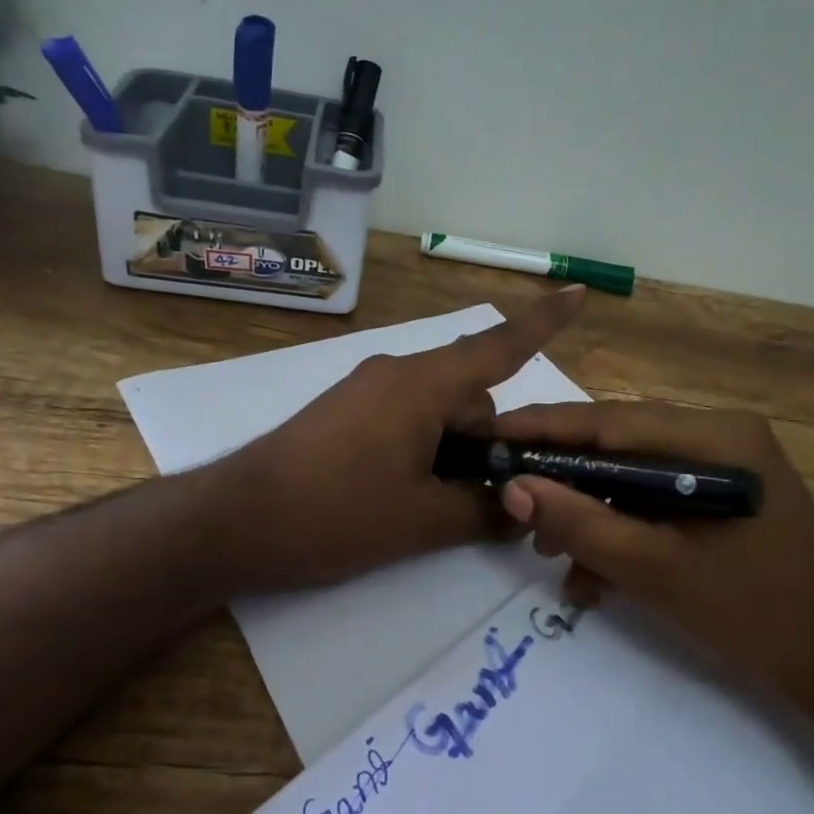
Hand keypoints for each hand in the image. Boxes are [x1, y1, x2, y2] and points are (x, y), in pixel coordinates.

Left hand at [208, 288, 584, 595]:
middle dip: (486, 442)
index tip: (580, 291)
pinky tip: (402, 495)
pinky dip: (423, 447)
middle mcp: (397, 373)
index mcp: (422, 385)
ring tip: (431, 508)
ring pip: (438, 409)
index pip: (499, 345)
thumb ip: (482, 512)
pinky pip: (406, 416)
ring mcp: (367, 390)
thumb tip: (520, 512)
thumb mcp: (421, 522)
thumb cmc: (333, 514)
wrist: (233, 521)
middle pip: (471, 393)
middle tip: (479, 502)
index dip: (544, 321)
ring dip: (451, 450)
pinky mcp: (346, 411)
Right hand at [486, 399, 813, 710]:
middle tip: (517, 510)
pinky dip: (623, 527)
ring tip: (554, 556)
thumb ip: (580, 523)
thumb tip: (514, 486)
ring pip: (632, 474)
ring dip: (591, 512)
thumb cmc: (750, 610)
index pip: (611, 420)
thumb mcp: (652, 568)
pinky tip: (595, 574)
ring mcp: (723, 462)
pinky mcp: (721, 491)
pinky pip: (655, 496)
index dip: (546, 427)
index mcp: (714, 437)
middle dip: (566, 481)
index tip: (493, 434)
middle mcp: (720, 434)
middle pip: (619, 445)